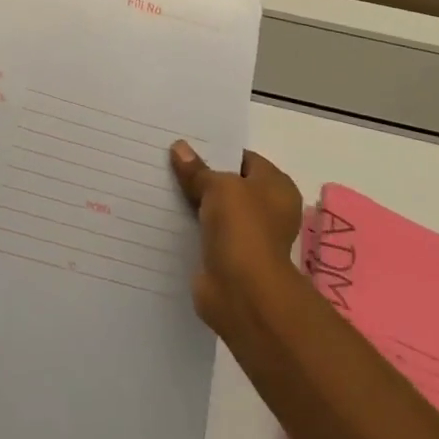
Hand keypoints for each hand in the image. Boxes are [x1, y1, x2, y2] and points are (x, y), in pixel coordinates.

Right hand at [169, 140, 304, 337]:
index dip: (218, 151)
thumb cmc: (243, 228)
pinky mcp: (228, 258)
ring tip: (161, 184)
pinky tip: (164, 215)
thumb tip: (179, 148)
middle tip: (168, 161)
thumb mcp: (218, 186)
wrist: (242, 292)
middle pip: (229, 186)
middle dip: (202, 176)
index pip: (245, 159)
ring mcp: (248, 237)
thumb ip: (198, 169)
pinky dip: (190, 228)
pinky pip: (205, 234)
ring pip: (215, 211)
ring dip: (194, 203)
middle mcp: (267, 210)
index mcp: (277, 187)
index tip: (187, 145)